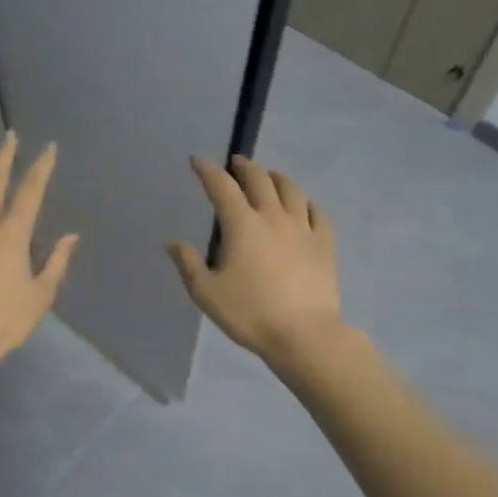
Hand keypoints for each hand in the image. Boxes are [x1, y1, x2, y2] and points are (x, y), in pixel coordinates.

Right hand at [168, 155, 343, 361]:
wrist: (305, 334)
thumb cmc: (250, 314)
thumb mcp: (207, 293)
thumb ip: (188, 264)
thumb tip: (173, 242)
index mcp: (242, 225)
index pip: (221, 186)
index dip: (208, 170)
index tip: (198, 161)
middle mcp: (273, 216)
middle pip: (259, 179)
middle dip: (244, 166)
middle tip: (236, 163)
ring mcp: (302, 228)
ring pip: (290, 189)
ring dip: (276, 177)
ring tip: (269, 175)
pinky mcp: (324, 243)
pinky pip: (317, 212)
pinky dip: (306, 202)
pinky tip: (303, 204)